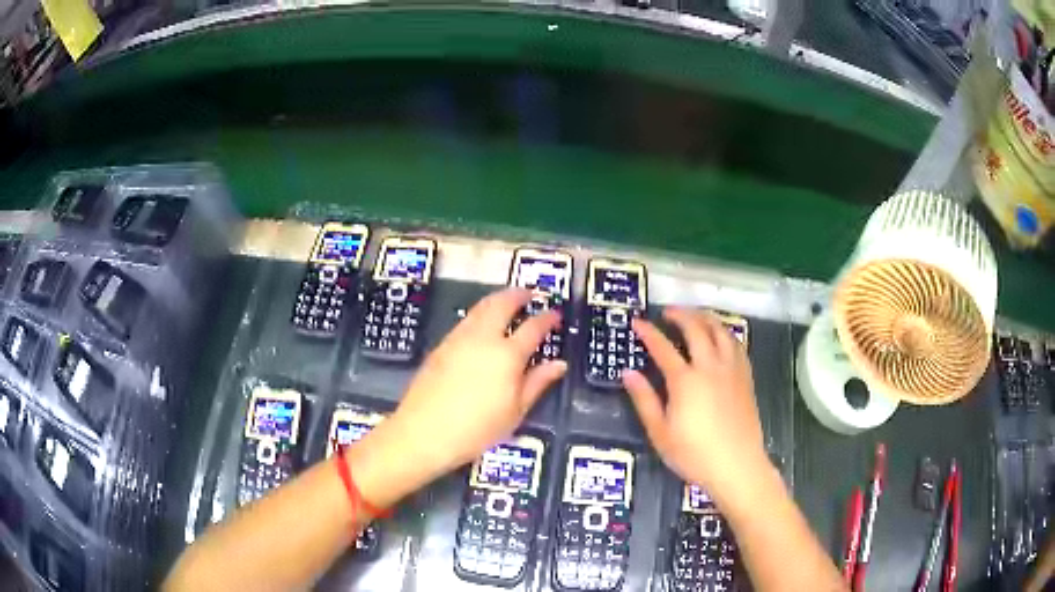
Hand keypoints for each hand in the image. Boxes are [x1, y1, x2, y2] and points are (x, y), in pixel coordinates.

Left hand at [362, 288, 565, 495]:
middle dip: (518, 295)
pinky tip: (482, 324)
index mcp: (507, 355)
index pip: (533, 328)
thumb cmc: (476, 429)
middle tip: (529, 293)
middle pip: (502, 304)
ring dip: (497, 299)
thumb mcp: (515, 412)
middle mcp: (483, 338)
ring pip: (481, 307)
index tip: (556, 314)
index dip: (547, 318)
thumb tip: (558, 364)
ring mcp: (458, 339)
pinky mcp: (441, 346)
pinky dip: (480, 313)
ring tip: (507, 302)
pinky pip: (466, 319)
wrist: (423, 432)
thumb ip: (537, 383)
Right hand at [623, 308, 769, 501]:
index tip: (637, 322)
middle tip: (667, 312)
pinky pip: (737, 345)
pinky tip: (721, 337)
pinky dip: (725, 333)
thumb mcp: (660, 433)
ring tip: (694, 316)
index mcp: (685, 381)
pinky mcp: (746, 378)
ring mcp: (731, 370)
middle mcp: (710, 367)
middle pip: (696, 329)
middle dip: (680, 315)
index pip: (663, 347)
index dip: (648, 332)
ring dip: (705, 317)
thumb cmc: (694, 455)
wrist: (737, 466)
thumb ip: (644, 400)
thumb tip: (628, 373)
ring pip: (720, 331)